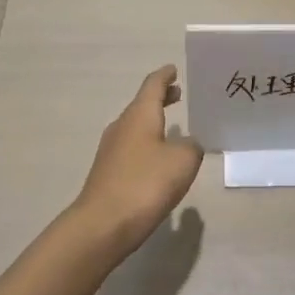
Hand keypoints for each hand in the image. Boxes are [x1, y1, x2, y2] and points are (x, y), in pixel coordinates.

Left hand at [73, 66, 202, 257]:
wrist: (102, 225)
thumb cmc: (145, 184)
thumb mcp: (182, 161)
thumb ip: (192, 147)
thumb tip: (188, 144)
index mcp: (139, 114)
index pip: (152, 85)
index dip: (165, 75)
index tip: (174, 69)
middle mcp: (122, 125)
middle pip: (142, 104)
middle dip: (160, 98)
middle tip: (178, 94)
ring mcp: (111, 150)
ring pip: (135, 126)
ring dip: (153, 121)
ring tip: (173, 126)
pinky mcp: (108, 173)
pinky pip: (131, 147)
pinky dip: (146, 143)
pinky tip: (158, 159)